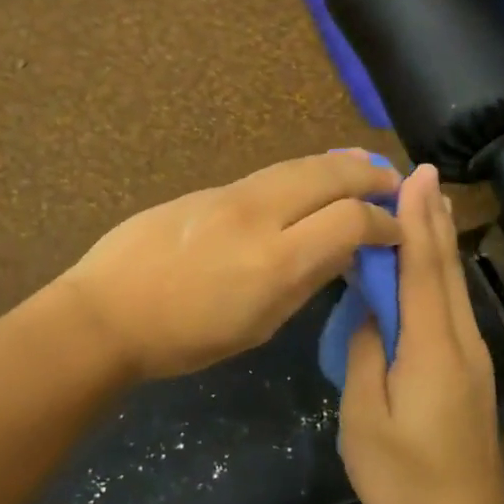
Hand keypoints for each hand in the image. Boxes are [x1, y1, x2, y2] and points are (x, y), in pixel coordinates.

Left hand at [58, 150, 402, 381]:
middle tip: (394, 181)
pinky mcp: (205, 189)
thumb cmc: (183, 338)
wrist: (107, 311)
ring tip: (360, 168)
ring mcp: (228, 195)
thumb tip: (338, 253)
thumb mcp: (256, 327)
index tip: (397, 232)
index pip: (351, 220)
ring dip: (336, 166)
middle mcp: (258, 215)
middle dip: (370, 176)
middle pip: (329, 175)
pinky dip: (300, 174)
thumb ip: (303, 283)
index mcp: (275, 261)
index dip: (384, 222)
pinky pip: (266, 175)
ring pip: (297, 166)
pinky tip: (306, 183)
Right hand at [339, 164, 503, 503]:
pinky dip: (438, 271)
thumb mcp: (366, 418)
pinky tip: (429, 263)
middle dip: (432, 217)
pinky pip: (450, 305)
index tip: (412, 176)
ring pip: (452, 285)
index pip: (423, 270)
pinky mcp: (468, 370)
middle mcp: (459, 341)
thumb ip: (366, 355)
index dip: (416, 221)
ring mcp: (469, 356)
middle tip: (421, 172)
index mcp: (431, 348)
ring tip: (427, 201)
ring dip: (438, 239)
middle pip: (444, 268)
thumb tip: (369, 312)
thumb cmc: (405, 478)